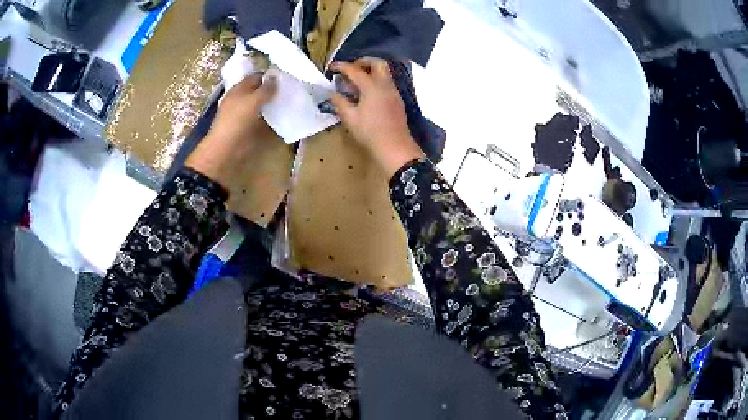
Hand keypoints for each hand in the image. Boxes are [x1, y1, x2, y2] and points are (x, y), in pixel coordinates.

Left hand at [185, 73, 275, 187]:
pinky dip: (267, 116)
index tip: (284, 78)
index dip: (269, 76)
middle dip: (271, 89)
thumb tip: (276, 78)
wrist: (225, 148)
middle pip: (257, 90)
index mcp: (239, 88)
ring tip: (286, 102)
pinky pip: (259, 117)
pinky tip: (277, 117)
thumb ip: (266, 89)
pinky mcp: (244, 126)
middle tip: (288, 90)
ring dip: (270, 103)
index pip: (256, 76)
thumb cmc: (237, 120)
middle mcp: (239, 98)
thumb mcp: (253, 100)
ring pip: (259, 103)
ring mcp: (241, 113)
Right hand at [330, 57, 424, 177]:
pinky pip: (387, 83)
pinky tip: (367, 94)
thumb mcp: (350, 118)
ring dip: (371, 71)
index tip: (331, 67)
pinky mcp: (397, 100)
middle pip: (378, 63)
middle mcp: (385, 85)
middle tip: (351, 69)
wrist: (395, 147)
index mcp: (372, 87)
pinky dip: (376, 81)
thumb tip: (333, 93)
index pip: (355, 70)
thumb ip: (340, 103)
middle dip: (363, 61)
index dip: (341, 66)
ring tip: (356, 82)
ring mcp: (393, 92)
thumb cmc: (370, 133)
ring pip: (384, 73)